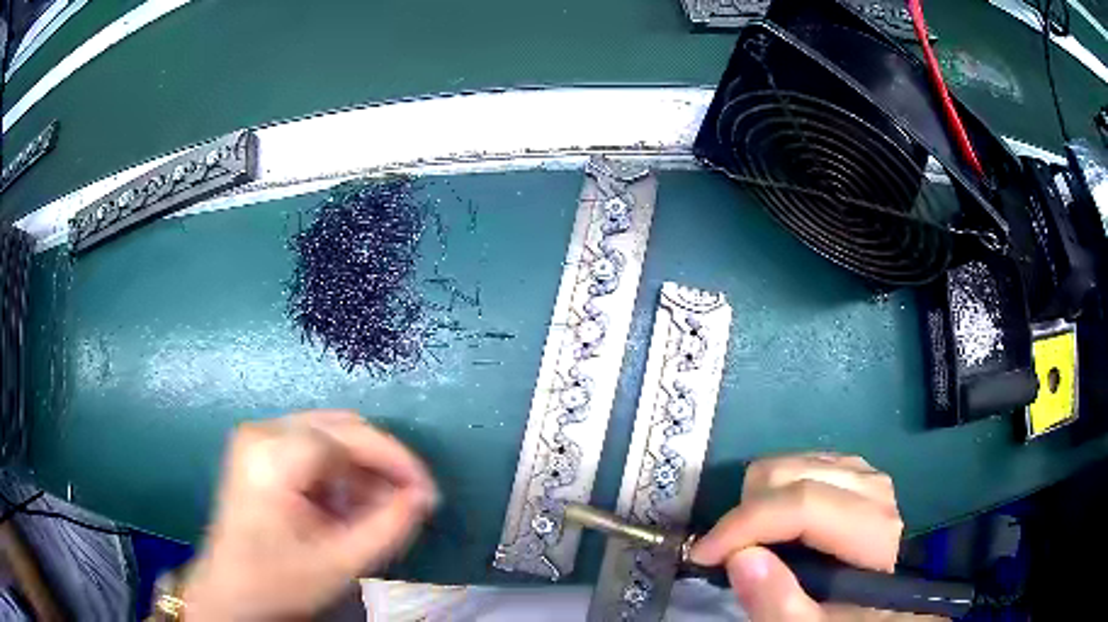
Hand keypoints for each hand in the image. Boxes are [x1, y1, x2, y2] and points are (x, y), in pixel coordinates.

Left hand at [182, 410, 437, 619]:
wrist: (230, 591)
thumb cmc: (279, 582)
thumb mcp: (340, 563)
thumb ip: (388, 527)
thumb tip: (424, 496)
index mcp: (273, 456)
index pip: (349, 438)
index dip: (395, 461)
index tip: (427, 494)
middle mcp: (262, 431)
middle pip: (340, 428)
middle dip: (381, 462)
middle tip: (409, 499)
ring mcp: (258, 436)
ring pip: (330, 433)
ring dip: (362, 468)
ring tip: (380, 508)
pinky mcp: (259, 447)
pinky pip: (313, 445)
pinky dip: (341, 471)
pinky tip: (350, 503)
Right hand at [690, 453, 922, 621]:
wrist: (873, 605)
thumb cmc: (841, 619)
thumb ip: (779, 604)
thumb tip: (740, 557)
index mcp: (873, 530)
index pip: (803, 505)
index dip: (745, 525)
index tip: (702, 554)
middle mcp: (873, 488)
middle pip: (791, 473)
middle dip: (747, 515)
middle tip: (732, 556)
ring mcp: (864, 474)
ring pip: (790, 462)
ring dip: (758, 502)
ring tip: (755, 542)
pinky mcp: (853, 471)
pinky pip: (799, 463)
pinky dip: (773, 492)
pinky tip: (776, 525)